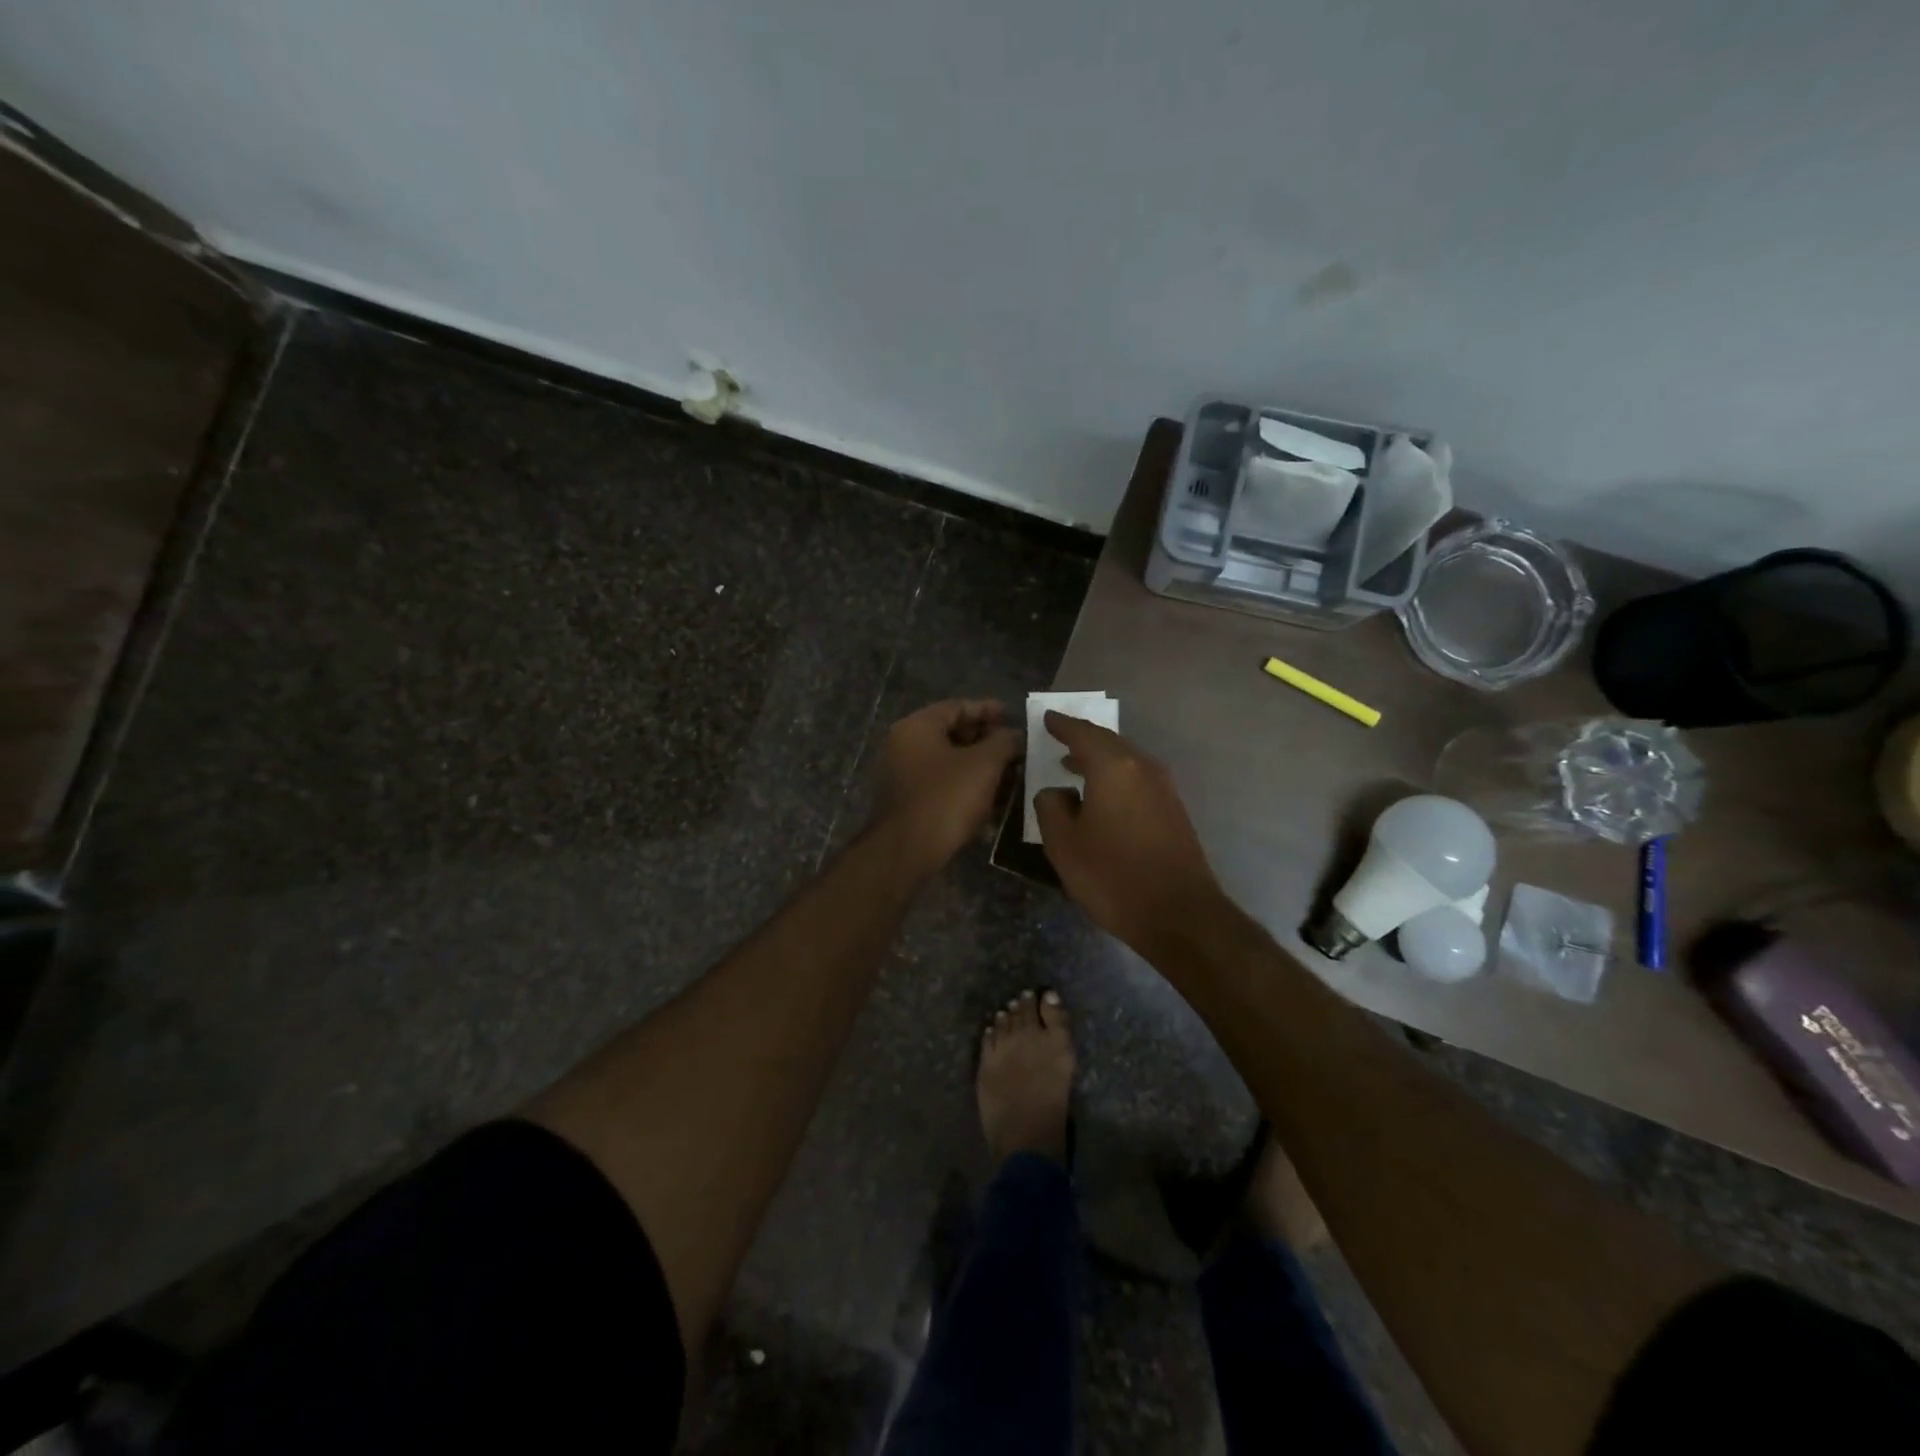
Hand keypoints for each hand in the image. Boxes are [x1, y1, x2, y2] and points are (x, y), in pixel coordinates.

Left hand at [872, 699, 1022, 874]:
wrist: (905, 852)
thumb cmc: (945, 798)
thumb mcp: (984, 764)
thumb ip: (1004, 741)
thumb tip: (1015, 735)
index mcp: (917, 727)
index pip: (958, 706)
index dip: (989, 710)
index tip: (1014, 718)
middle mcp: (904, 746)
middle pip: (953, 735)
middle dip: (988, 743)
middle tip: (1017, 751)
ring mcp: (903, 776)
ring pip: (950, 764)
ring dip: (981, 769)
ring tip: (1012, 780)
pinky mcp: (909, 803)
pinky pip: (943, 787)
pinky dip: (967, 790)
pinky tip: (993, 805)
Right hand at [1034, 711, 1225, 954]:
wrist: (1179, 914)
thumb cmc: (1112, 876)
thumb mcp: (1064, 844)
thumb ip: (1050, 807)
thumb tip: (1056, 791)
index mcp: (1113, 767)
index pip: (1082, 733)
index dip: (1061, 725)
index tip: (1046, 718)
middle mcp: (1141, 767)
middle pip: (1107, 742)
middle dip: (1082, 739)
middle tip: (1059, 739)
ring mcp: (1162, 787)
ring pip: (1125, 760)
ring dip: (1099, 759)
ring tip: (1074, 767)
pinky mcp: (1173, 809)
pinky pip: (1137, 778)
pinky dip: (1115, 776)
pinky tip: (1102, 796)